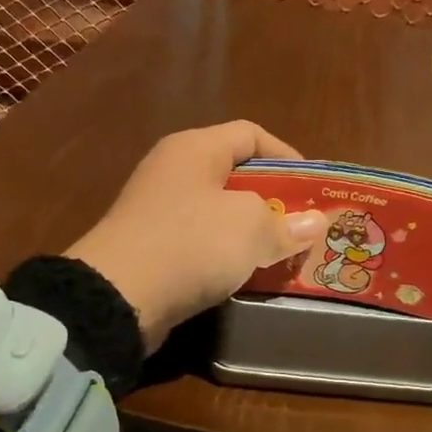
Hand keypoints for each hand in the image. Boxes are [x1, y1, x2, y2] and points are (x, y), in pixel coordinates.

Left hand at [67, 121, 329, 349]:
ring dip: (251, 232)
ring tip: (281, 253)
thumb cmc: (190, 244)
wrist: (117, 297)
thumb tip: (314, 224)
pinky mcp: (150, 247)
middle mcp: (172, 171)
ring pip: (218, 213)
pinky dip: (225, 254)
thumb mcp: (250, 229)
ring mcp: (157, 210)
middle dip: (273, 201)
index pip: (250, 134)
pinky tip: (245, 274)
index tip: (312, 189)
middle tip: (302, 226)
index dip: (287, 156)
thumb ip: (285, 224)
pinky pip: (199, 242)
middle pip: (235, 175)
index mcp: (194, 148)